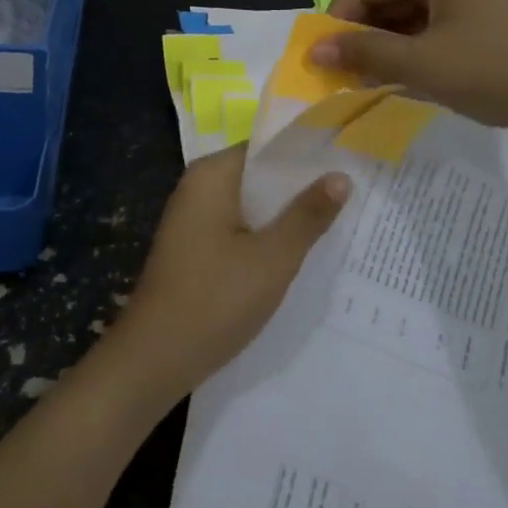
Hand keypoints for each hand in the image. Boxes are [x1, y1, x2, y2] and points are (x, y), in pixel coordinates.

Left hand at [104, 146, 350, 403]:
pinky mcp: (195, 247)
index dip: (308, 154)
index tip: (348, 161)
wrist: (153, 360)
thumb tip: (341, 176)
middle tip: (354, 192)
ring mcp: (194, 218)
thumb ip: (308, 215)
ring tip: (339, 219)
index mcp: (212, 175)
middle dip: (302, 186)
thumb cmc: (214, 300)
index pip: (268, 147)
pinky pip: (239, 227)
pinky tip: (299, 250)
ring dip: (286, 214)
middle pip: (260, 175)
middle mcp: (199, 187)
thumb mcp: (273, 258)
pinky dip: (266, 234)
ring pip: (252, 204)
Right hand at [317, 0, 507, 136]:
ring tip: (372, 82)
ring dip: (389, 44)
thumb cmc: (500, 71)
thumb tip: (314, 51)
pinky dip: (417, 47)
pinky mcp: (491, 11)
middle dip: (364, 34)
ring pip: (413, 11)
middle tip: (344, 77)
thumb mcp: (426, 65)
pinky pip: (438, 22)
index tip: (321, 61)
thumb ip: (366, 55)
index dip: (337, 21)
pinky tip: (408, 76)